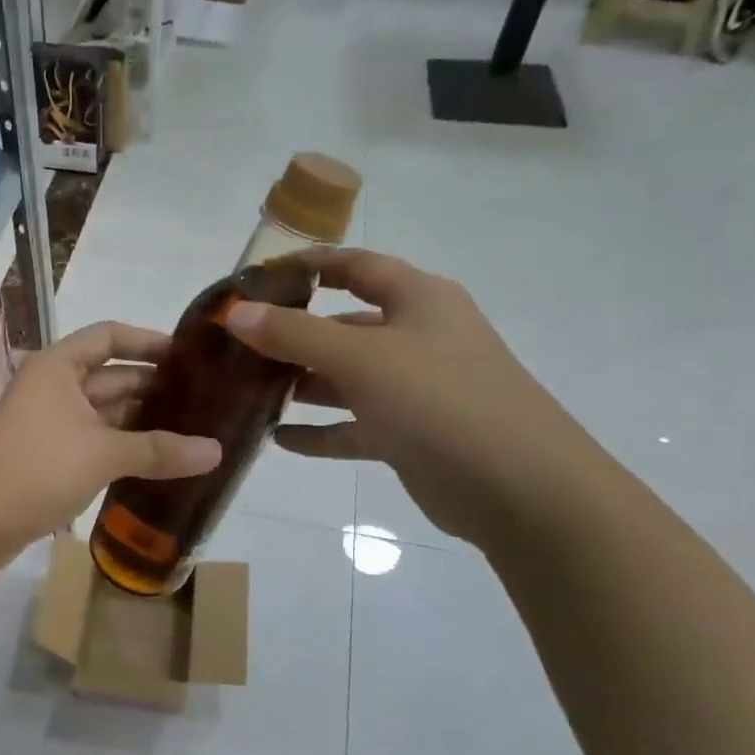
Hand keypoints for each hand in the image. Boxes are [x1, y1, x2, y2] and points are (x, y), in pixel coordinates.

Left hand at [0, 322, 220, 557]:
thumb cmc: (41, 469)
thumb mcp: (105, 454)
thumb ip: (160, 450)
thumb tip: (218, 452)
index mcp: (58, 366)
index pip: (109, 336)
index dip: (148, 341)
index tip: (187, 356)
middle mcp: (53, 384)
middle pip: (111, 374)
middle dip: (153, 385)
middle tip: (202, 397)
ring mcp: (50, 418)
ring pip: (105, 408)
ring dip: (141, 417)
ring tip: (191, 426)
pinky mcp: (51, 449)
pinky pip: (96, 434)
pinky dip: (124, 440)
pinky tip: (159, 454)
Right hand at [222, 250, 606, 546]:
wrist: (520, 488)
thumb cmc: (439, 400)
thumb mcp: (360, 358)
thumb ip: (294, 334)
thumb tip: (234, 312)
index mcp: (418, 300)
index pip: (356, 266)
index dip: (308, 265)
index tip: (256, 277)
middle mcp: (418, 337)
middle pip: (345, 324)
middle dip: (295, 333)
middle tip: (241, 344)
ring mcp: (416, 388)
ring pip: (347, 378)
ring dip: (304, 384)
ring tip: (251, 391)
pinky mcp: (411, 434)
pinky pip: (354, 426)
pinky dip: (320, 431)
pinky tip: (279, 440)